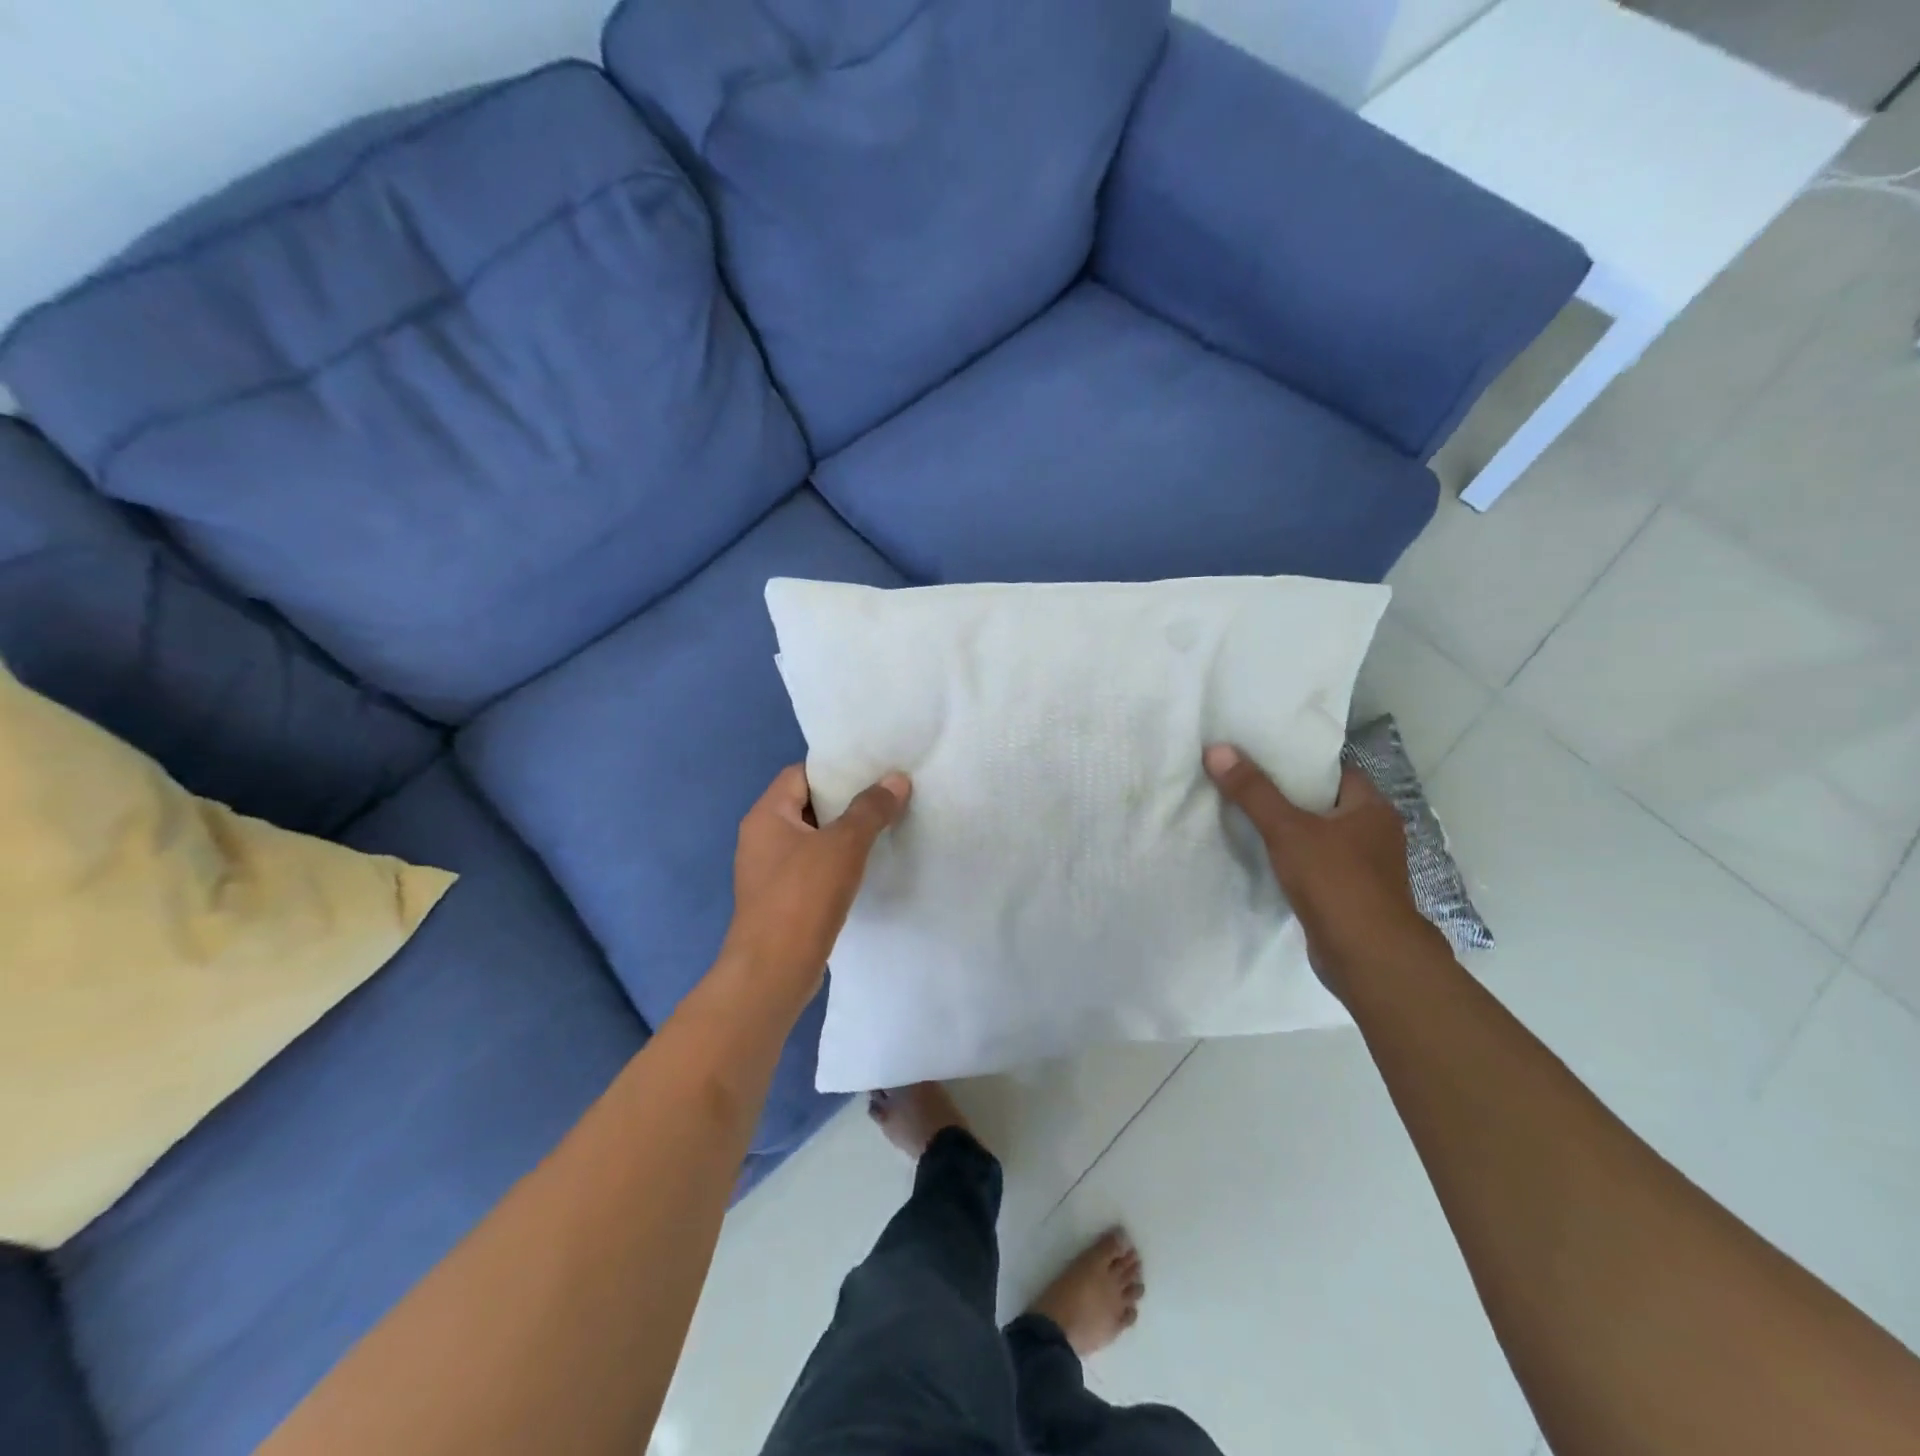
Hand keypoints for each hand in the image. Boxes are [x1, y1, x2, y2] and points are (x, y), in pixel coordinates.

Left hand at [722, 764, 910, 1005]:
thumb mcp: (843, 845)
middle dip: (846, 801)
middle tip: (888, 796)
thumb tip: (897, 779)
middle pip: (807, 804)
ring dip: (844, 834)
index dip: (836, 768)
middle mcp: (761, 838)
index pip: (800, 773)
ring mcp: (769, 871)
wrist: (773, 972)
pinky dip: (836, 862)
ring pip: (812, 838)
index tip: (874, 769)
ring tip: (885, 827)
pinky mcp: (781, 899)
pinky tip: (866, 867)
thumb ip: (871, 809)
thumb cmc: (803, 897)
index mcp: (766, 815)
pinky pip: (812, 867)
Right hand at [1204, 744, 1448, 1000]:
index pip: (1336, 772)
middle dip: (1290, 797)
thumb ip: (1253, 792)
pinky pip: (1319, 867)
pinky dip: (1296, 862)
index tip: (1264, 758)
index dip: (1301, 763)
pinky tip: (1266, 861)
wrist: (1367, 958)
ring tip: (1247, 819)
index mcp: (1372, 809)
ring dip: (1292, 832)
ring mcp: (1367, 869)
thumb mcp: (1287, 830)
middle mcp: (1376, 834)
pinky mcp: (1352, 898)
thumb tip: (1216, 749)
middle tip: (1246, 785)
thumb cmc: (1336, 882)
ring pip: (1322, 838)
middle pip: (1326, 804)